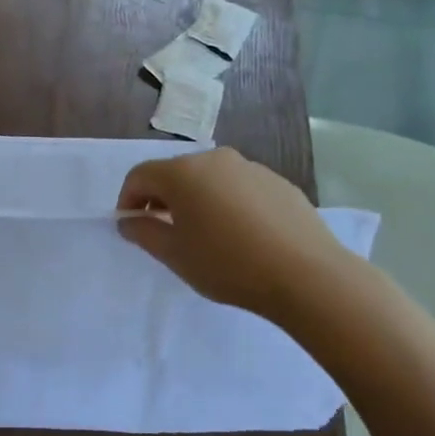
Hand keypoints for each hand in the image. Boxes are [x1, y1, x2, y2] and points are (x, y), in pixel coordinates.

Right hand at [116, 149, 355, 323]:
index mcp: (182, 172)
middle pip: (175, 173)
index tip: (131, 226)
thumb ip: (143, 233)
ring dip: (196, 200)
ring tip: (205, 235)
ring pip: (209, 179)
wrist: (306, 275)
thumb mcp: (173, 254)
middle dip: (162, 198)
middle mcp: (215, 159)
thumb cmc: (227, 264)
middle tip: (165, 232)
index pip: (140, 176)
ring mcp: (251, 168)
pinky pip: (239, 188)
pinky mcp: (279, 183)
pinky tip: (240, 236)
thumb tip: (128, 220)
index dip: (128, 199)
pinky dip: (228, 204)